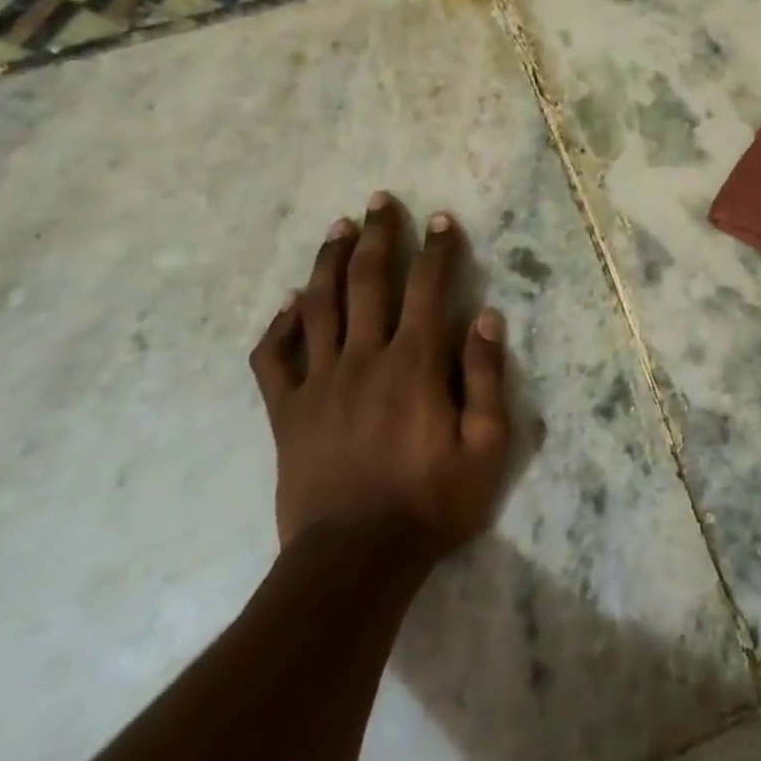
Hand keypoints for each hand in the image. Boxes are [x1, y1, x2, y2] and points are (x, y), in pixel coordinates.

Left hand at [249, 194, 510, 558]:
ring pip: (319, 306)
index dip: (437, 249)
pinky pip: (274, 358)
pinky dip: (280, 325)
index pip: (428, 289)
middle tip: (380, 201)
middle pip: (368, 282)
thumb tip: (485, 317)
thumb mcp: (486, 446)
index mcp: (414, 364)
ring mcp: (318, 383)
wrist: (355, 560)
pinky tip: (290, 303)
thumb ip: (485, 377)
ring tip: (339, 228)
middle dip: (379, 236)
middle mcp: (364, 359)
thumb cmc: (432, 502)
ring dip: (330, 261)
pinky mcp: (287, 412)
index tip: (440, 219)